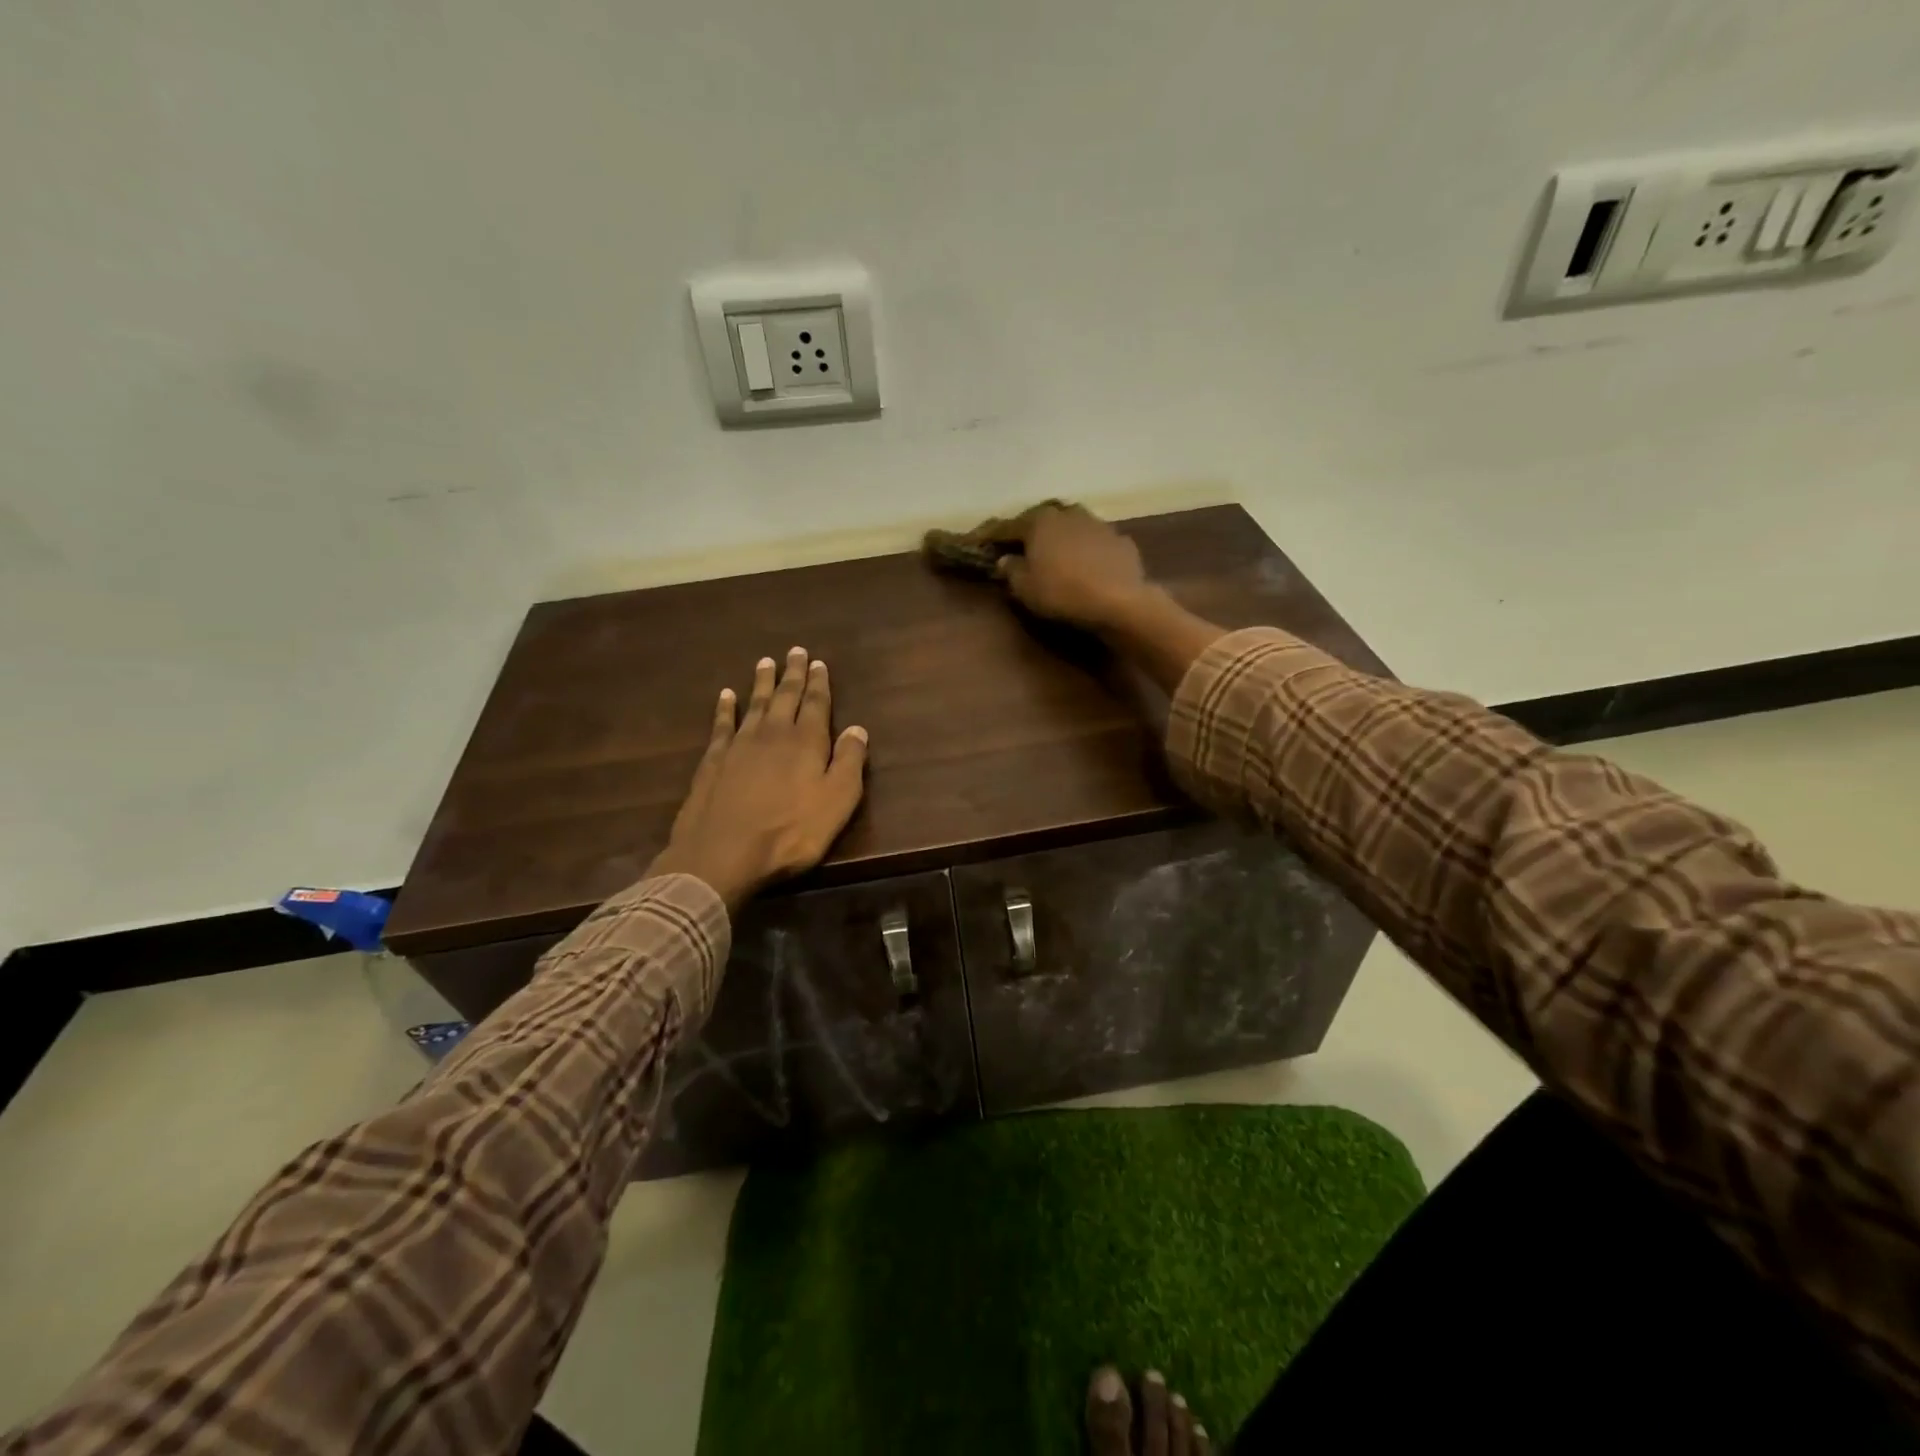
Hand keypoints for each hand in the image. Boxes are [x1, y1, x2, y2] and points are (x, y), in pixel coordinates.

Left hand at [648, 647, 868, 912]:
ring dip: (761, 683)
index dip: (819, 683)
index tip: (818, 663)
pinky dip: (725, 708)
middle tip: (794, 652)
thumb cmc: (790, 832)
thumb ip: (850, 762)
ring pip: (754, 704)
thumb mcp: (837, 802)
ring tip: (765, 662)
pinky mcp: (713, 760)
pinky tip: (726, 696)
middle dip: (792, 674)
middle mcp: (774, 733)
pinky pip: (722, 724)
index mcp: (807, 742)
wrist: (723, 853)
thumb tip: (858, 728)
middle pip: (785, 696)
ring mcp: (740, 745)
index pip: (816, 704)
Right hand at [995, 504, 1150, 630]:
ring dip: (1063, 537)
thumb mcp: (1024, 588)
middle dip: (1032, 531)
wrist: (1118, 601)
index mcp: (1040, 521)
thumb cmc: (1062, 592)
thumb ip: (1011, 570)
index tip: (979, 542)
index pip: (1008, 526)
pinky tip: (1088, 565)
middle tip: (1022, 546)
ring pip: (1073, 526)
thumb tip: (1005, 559)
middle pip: (1044, 520)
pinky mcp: (1121, 541)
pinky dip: (1089, 551)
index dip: (992, 536)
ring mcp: (1098, 524)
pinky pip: (1097, 543)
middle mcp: (1068, 513)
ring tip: (1058, 554)